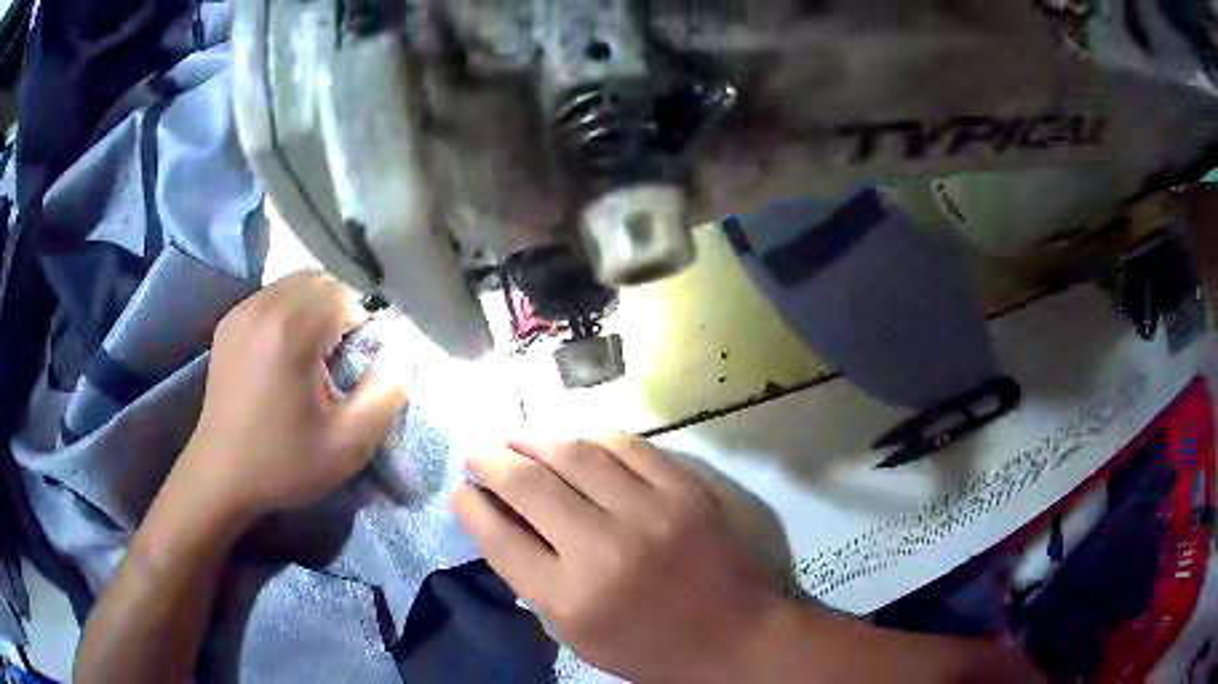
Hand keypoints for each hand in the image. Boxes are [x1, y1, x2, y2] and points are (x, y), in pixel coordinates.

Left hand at [178, 271, 408, 521]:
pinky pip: (273, 296)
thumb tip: (403, 349)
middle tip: (343, 358)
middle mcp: (263, 306)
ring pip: (297, 283)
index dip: (364, 324)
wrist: (220, 476)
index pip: (347, 294)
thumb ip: (387, 392)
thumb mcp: (348, 444)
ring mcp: (241, 310)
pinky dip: (291, 312)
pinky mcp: (229, 321)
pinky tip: (288, 352)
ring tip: (316, 354)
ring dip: (317, 308)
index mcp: (290, 331)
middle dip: (342, 310)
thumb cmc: (284, 463)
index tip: (361, 363)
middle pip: (322, 280)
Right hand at [453, 434, 790, 683]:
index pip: (501, 539)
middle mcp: (605, 549)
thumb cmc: (648, 647)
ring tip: (515, 438)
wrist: (734, 635)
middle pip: (529, 485)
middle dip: (491, 460)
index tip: (460, 490)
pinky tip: (572, 437)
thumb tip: (495, 520)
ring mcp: (651, 512)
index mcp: (572, 598)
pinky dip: (590, 435)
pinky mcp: (685, 490)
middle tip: (476, 452)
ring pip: (575, 453)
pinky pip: (627, 445)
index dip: (471, 507)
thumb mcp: (576, 634)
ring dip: (534, 438)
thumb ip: (531, 580)